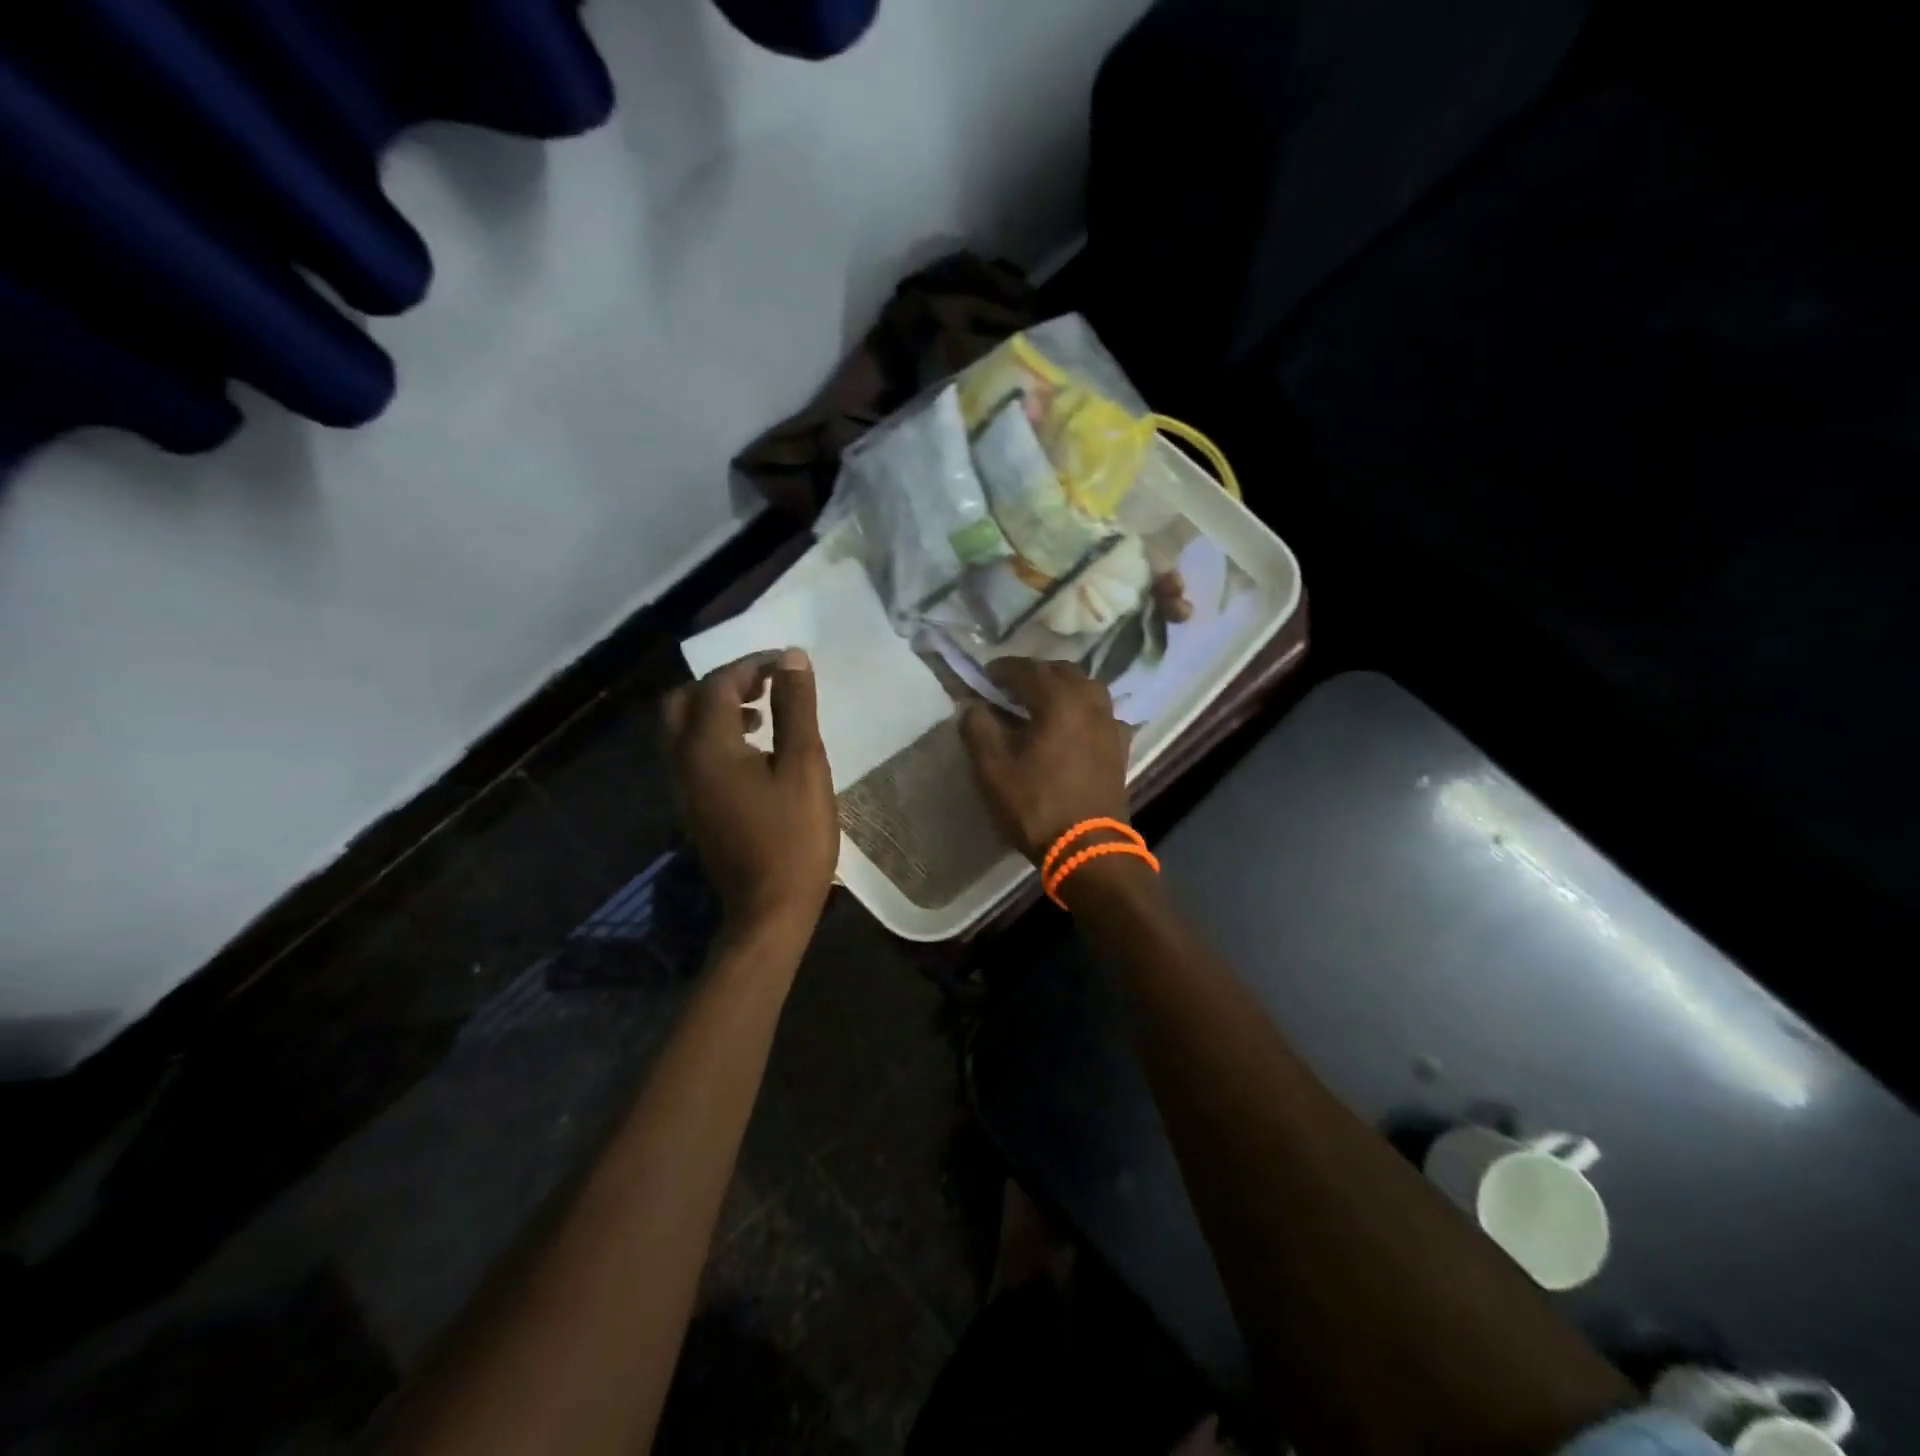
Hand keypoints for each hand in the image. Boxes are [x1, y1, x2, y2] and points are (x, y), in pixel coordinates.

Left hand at [663, 649, 838, 940]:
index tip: (789, 664)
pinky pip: (690, 752)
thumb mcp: (805, 766)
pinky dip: (714, 734)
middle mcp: (682, 761)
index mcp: (708, 746)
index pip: (719, 684)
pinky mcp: (692, 807)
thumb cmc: (794, 837)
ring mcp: (682, 787)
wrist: (769, 910)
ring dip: (717, 708)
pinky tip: (754, 750)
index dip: (753, 665)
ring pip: (682, 727)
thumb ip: (795, 708)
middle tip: (766, 683)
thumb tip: (792, 658)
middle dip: (724, 682)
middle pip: (684, 700)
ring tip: (764, 711)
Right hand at [958, 658, 1130, 865]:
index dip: (1002, 669)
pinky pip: (1101, 714)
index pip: (1027, 669)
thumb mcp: (992, 767)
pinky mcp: (1119, 747)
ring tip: (1039, 703)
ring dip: (1061, 688)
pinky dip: (1082, 711)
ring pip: (1086, 689)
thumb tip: (971, 703)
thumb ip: (978, 726)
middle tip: (1010, 687)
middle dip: (1034, 673)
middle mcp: (1091, 702)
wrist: (1087, 848)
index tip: (984, 676)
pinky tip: (1071, 726)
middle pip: (1062, 672)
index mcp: (1060, 700)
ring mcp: (1110, 724)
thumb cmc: (1036, 804)